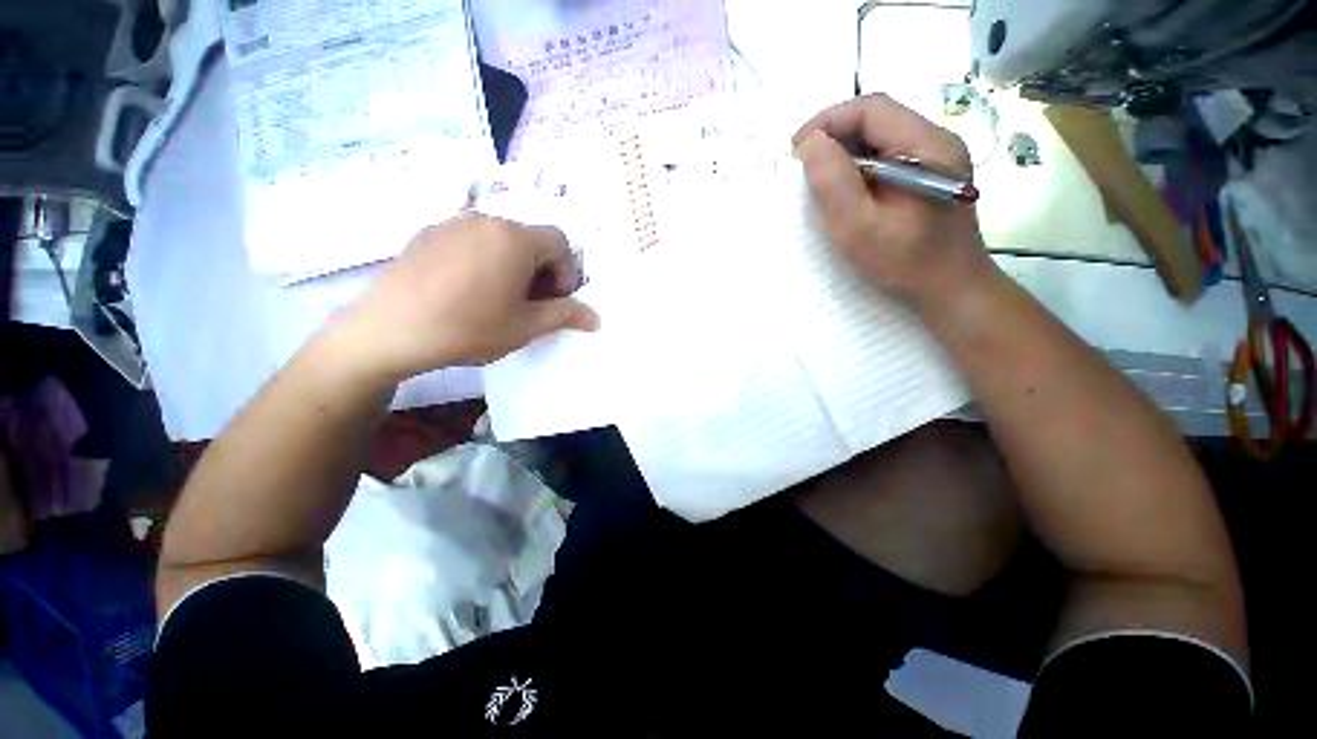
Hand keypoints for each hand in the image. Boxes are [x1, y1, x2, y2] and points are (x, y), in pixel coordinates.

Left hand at [331, 214, 598, 382]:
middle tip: (530, 304)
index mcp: (515, 238)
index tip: (554, 301)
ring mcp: (452, 222)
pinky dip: (484, 260)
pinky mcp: (428, 233)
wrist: (387, 330)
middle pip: (531, 239)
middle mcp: (486, 219)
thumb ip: (565, 315)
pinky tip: (467, 290)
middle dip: (541, 270)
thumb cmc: (468, 328)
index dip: (567, 273)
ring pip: (501, 239)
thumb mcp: (525, 326)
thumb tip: (597, 319)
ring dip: (513, 265)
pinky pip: (471, 240)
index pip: (560, 243)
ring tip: (499, 298)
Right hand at [793, 94, 995, 306]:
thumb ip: (833, 183)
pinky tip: (846, 193)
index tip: (796, 150)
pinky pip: (886, 159)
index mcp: (927, 146)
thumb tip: (809, 143)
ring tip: (820, 181)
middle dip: (834, 137)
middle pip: (877, 120)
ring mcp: (935, 159)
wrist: (951, 289)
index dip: (828, 121)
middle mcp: (936, 142)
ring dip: (844, 154)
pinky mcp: (928, 176)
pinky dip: (858, 169)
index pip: (872, 109)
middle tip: (803, 168)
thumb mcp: (859, 228)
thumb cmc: (905, 263)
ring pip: (879, 139)